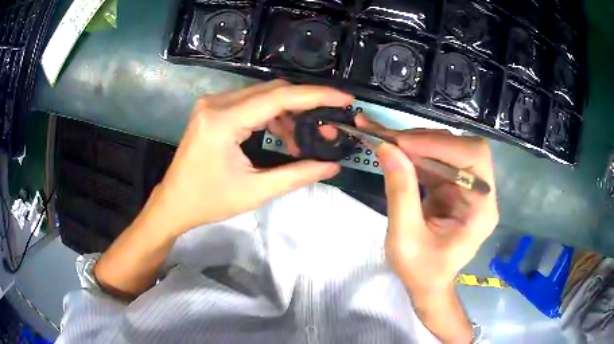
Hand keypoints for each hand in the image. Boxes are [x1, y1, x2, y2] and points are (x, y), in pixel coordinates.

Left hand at [145, 80, 353, 236]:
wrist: (174, 203)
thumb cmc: (209, 201)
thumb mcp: (255, 191)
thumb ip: (297, 175)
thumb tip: (333, 165)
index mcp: (224, 121)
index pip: (279, 97)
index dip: (316, 96)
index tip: (345, 98)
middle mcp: (217, 103)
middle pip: (273, 90)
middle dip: (305, 105)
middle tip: (326, 127)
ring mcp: (213, 103)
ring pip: (263, 94)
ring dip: (288, 112)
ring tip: (300, 141)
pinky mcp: (213, 109)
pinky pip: (251, 102)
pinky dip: (271, 115)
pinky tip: (280, 135)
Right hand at [355, 115, 498, 293]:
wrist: (427, 285)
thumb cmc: (421, 271)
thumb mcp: (405, 238)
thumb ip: (400, 192)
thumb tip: (386, 147)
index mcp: (481, 209)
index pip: (474, 158)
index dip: (440, 145)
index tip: (402, 143)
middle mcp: (480, 192)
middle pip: (462, 148)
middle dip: (425, 140)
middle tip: (389, 139)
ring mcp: (467, 187)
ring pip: (446, 150)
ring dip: (416, 143)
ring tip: (385, 140)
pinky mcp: (453, 187)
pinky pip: (435, 160)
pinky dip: (413, 153)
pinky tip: (393, 150)